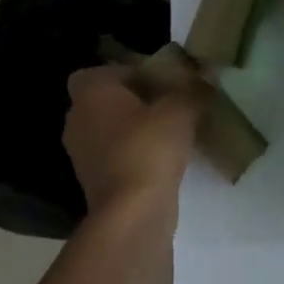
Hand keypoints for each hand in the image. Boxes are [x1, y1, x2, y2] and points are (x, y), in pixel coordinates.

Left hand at [63, 65, 197, 217]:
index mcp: (91, 93)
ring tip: (170, 134)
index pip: (103, 71)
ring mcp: (82, 154)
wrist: (133, 212)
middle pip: (105, 101)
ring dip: (134, 131)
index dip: (129, 73)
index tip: (160, 82)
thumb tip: (205, 75)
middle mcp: (77, 119)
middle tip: (169, 105)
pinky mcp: (93, 182)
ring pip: (109, 130)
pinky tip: (163, 161)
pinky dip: (133, 155)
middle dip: (134, 102)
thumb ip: (193, 89)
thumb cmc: (149, 148)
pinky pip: (114, 156)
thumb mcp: (181, 110)